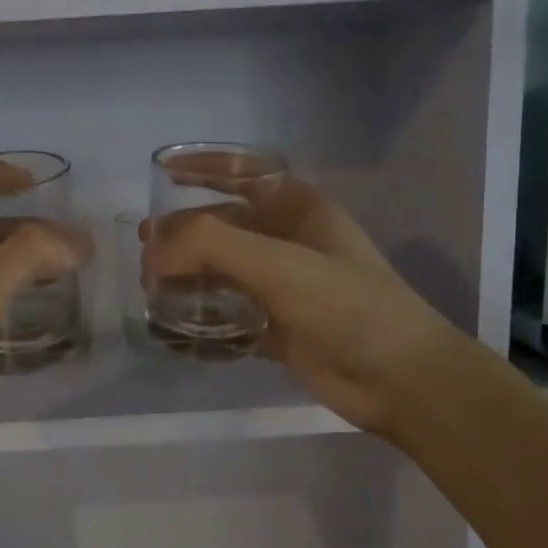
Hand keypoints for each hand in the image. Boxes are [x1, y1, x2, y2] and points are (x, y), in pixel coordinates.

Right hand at [145, 177, 455, 437]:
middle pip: (224, 227)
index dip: (204, 168)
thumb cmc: (346, 306)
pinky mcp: (278, 329)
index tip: (160, 172)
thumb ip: (212, 245)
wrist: (401, 379)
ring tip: (152, 294)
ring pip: (223, 274)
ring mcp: (284, 288)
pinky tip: (175, 334)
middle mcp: (289, 242)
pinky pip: (229, 317)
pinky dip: (202, 323)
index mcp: (298, 211)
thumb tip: (153, 249)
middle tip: (146, 256)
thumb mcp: (279, 264)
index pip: (244, 174)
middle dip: (183, 236)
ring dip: (188, 280)